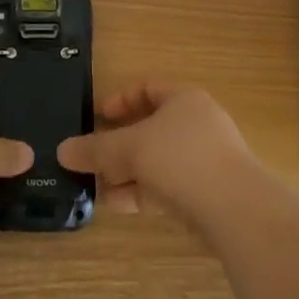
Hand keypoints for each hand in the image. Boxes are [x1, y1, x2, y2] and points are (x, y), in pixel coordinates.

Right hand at [57, 84, 255, 221]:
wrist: (236, 210)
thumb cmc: (180, 159)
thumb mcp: (130, 149)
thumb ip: (95, 149)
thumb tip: (62, 150)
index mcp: (184, 99)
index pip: (147, 88)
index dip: (120, 99)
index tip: (97, 116)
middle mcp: (198, 124)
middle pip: (151, 127)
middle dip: (119, 144)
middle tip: (93, 157)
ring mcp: (206, 160)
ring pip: (158, 160)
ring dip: (127, 172)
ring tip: (97, 187)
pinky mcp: (209, 193)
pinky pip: (168, 186)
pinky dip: (143, 192)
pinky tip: (118, 205)